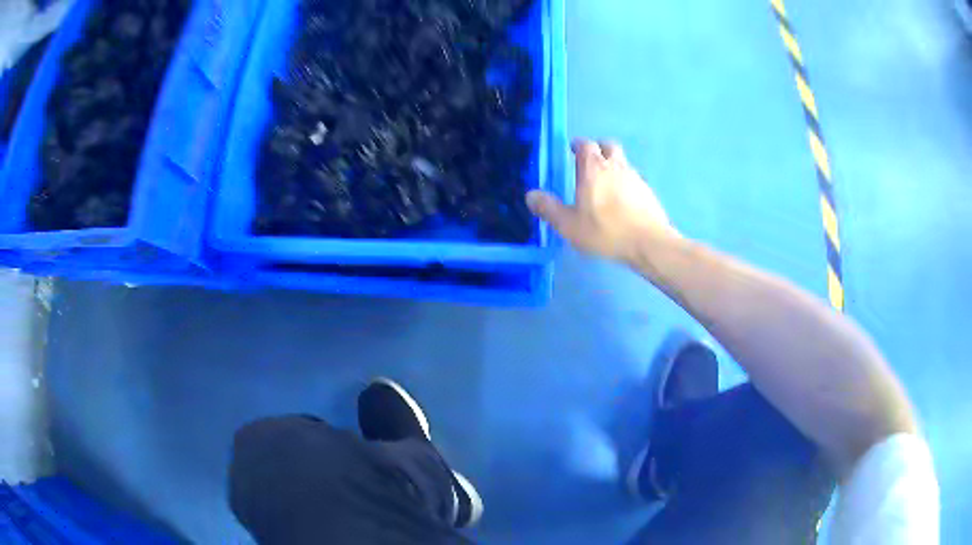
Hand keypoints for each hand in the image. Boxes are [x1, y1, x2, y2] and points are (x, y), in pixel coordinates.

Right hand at [526, 139, 677, 262]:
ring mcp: (635, 177)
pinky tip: (623, 201)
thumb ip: (549, 209)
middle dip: (599, 149)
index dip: (578, 145)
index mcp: (593, 168)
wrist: (648, 243)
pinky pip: (634, 179)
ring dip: (614, 166)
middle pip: (608, 145)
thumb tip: (530, 195)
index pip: (586, 144)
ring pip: (623, 162)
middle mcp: (615, 166)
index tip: (572, 150)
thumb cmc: (605, 231)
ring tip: (606, 184)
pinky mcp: (649, 191)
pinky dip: (626, 183)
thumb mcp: (569, 225)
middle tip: (591, 162)